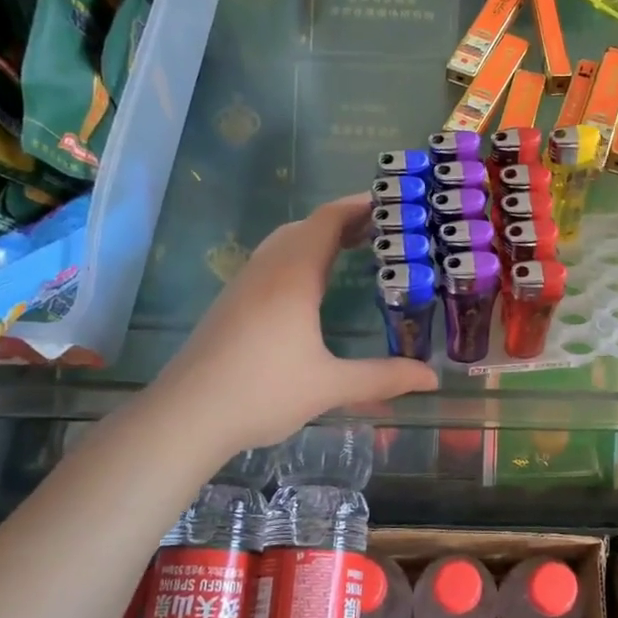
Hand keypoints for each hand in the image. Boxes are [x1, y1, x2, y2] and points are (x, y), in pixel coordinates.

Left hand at [156, 196, 438, 452]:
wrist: (184, 416)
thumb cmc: (261, 392)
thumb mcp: (329, 386)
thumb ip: (383, 377)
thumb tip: (432, 377)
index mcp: (293, 276)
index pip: (329, 220)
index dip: (360, 205)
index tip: (393, 202)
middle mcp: (267, 269)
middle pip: (307, 226)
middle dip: (345, 221)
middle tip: (384, 230)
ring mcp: (244, 284)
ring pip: (285, 242)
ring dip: (319, 238)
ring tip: (354, 250)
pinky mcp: (231, 302)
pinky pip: (272, 261)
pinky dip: (300, 256)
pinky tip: (311, 287)